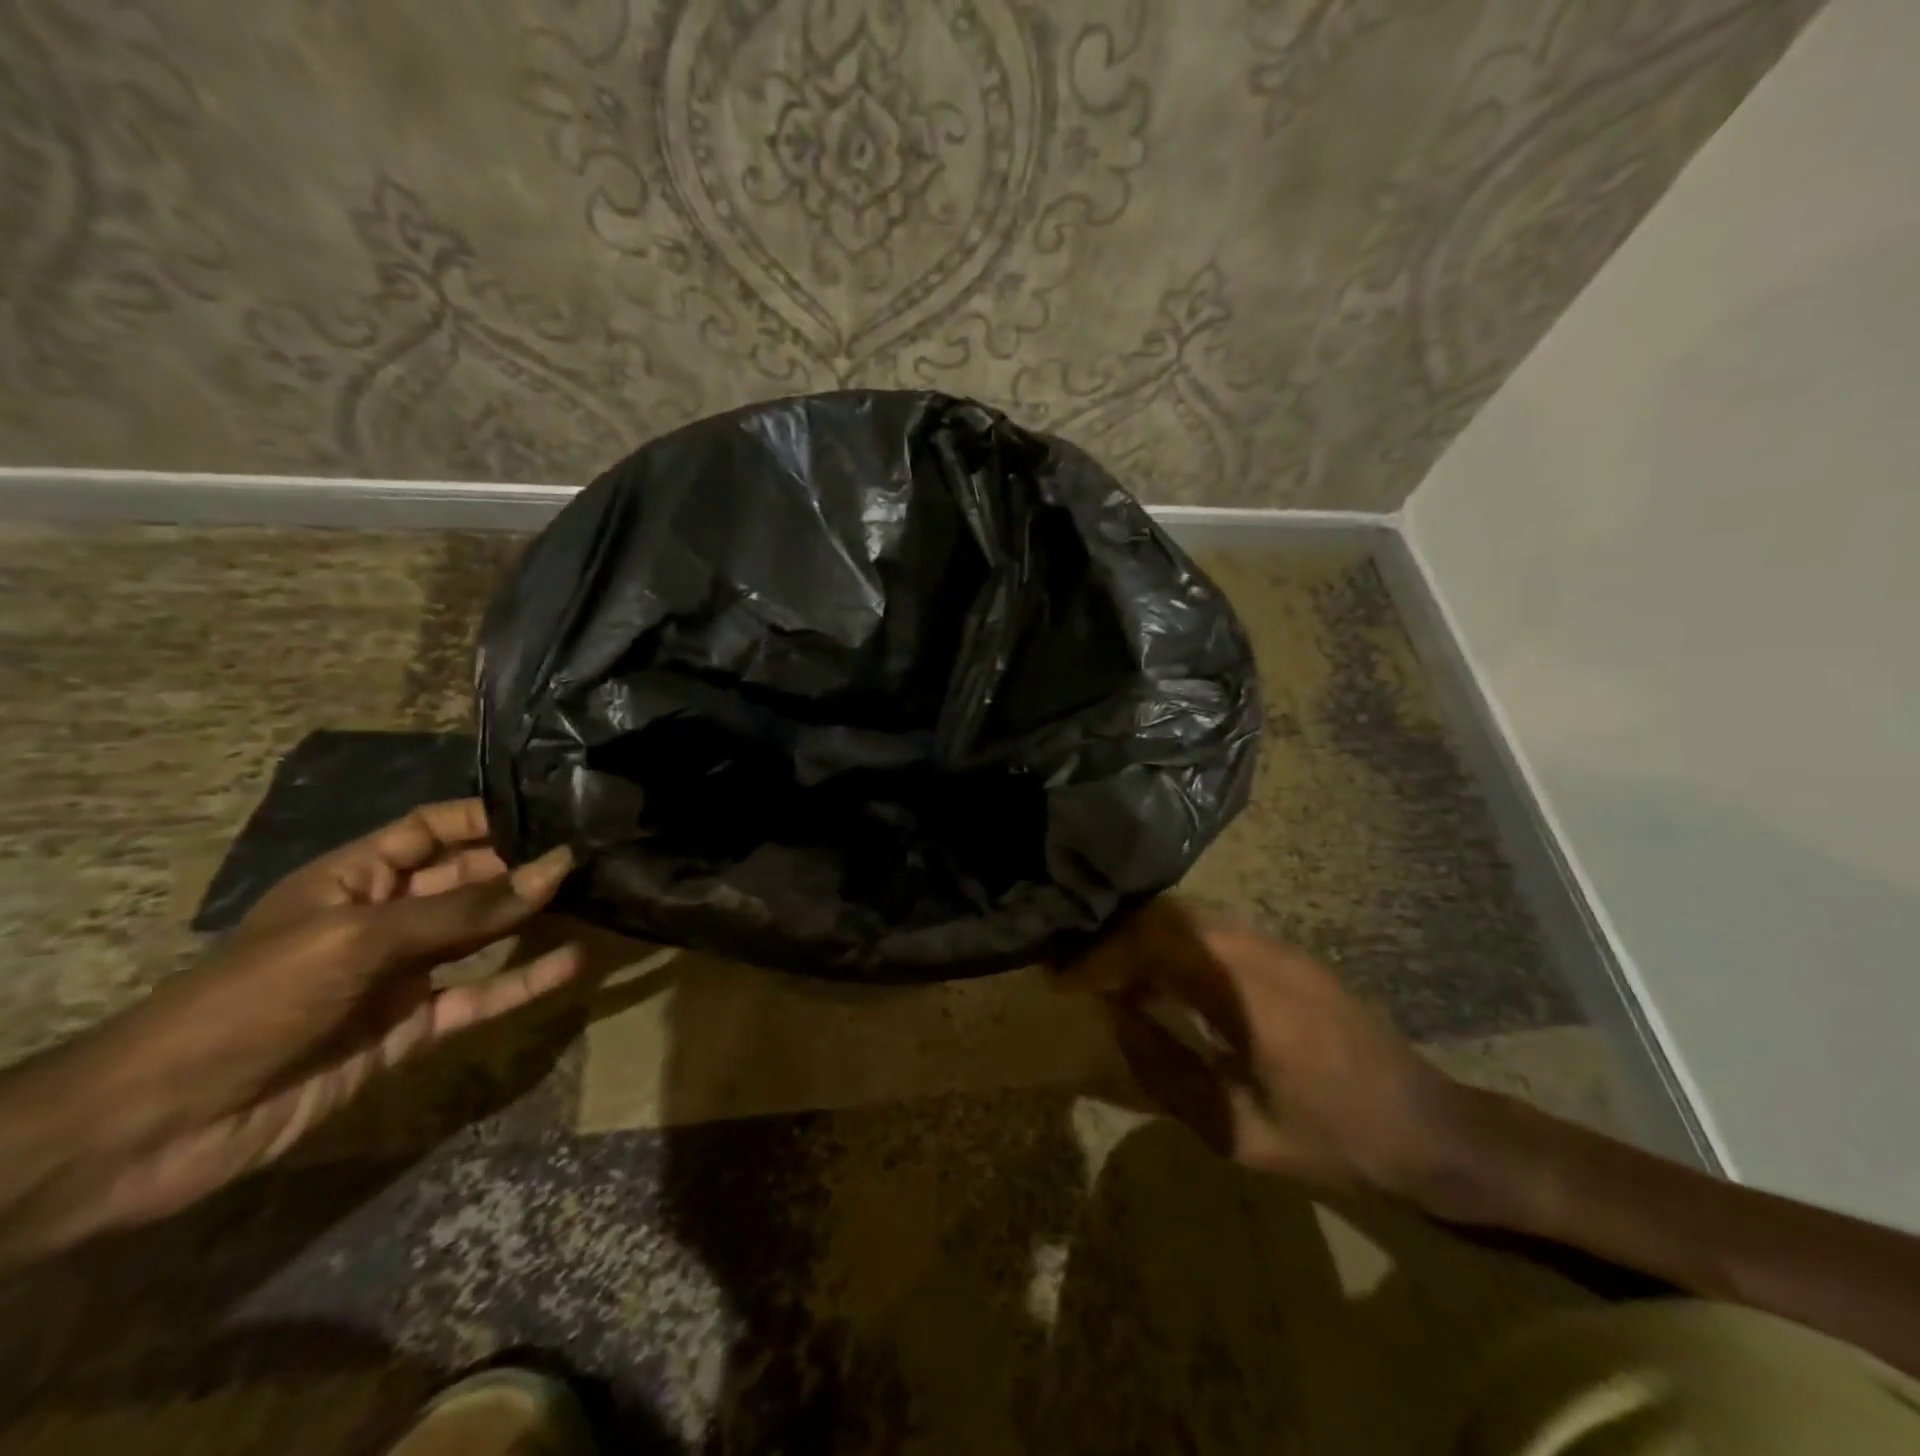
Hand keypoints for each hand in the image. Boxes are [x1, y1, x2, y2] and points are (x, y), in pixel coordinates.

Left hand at [0, 801, 580, 1260]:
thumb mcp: (362, 939)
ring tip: (597, 898)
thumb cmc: (256, 1000)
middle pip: (468, 880)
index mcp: (357, 878)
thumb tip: (556, 869)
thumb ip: (465, 910)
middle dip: (523, 866)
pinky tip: (573, 963)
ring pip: (483, 937)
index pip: (433, 830)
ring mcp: (402, 975)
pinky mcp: (415, 1028)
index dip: (487, 818)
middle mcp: (386, 917)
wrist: (162, 1127)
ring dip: (532, 920)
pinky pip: (482, 996)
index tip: (555, 811)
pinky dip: (526, 982)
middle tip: (594, 855)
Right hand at [1064, 899, 1470, 1203]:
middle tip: (1080, 974)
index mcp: (1238, 985)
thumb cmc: (1329, 1137)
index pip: (1148, 942)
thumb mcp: (1233, 1126)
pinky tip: (1163, 980)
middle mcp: (1252, 945)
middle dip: (1113, 939)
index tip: (1061, 982)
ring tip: (1113, 977)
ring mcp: (1273, 942)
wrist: (1427, 1128)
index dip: (1097, 959)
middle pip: (1164, 914)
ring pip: (1187, 914)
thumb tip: (1113, 1013)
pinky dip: (1172, 942)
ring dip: (1142, 937)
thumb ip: (1162, 1065)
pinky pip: (1212, 927)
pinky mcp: (1285, 951)